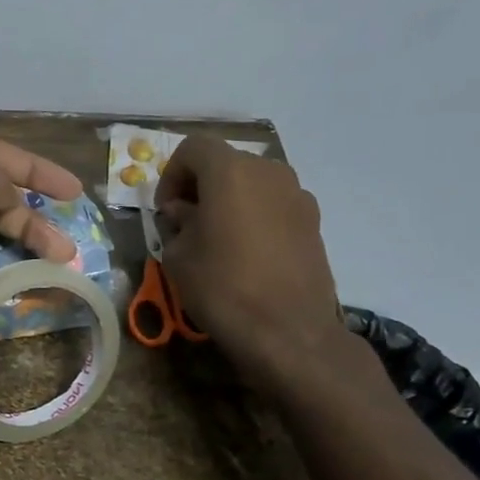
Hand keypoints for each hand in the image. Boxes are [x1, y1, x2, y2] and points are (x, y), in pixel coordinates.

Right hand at [155, 136, 348, 386]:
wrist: (288, 331)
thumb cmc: (222, 286)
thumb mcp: (178, 255)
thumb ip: (178, 223)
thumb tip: (185, 213)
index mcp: (231, 172)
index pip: (193, 148)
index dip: (171, 174)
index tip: (166, 210)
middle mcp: (269, 172)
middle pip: (225, 163)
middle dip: (200, 185)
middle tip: (186, 221)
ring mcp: (298, 195)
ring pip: (252, 183)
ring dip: (229, 200)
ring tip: (216, 238)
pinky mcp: (314, 222)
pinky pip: (273, 205)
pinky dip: (254, 216)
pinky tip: (246, 253)